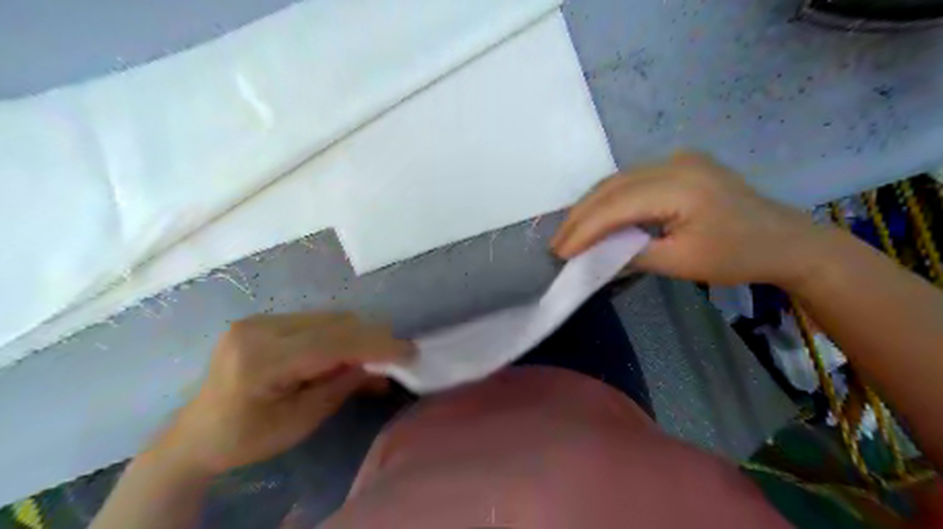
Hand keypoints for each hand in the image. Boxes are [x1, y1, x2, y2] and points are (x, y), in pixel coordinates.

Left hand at [155, 314, 410, 473]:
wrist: (196, 434)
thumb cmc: (246, 438)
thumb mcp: (300, 421)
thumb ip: (341, 386)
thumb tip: (380, 365)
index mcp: (259, 360)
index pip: (331, 343)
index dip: (375, 344)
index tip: (410, 352)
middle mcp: (258, 329)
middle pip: (334, 323)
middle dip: (371, 338)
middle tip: (397, 357)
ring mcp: (259, 320)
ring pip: (329, 318)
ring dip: (357, 335)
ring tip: (374, 358)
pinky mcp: (264, 320)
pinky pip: (316, 321)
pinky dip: (339, 334)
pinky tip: (346, 353)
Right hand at [551, 151, 826, 286]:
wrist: (785, 240)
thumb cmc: (738, 256)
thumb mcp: (681, 263)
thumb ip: (633, 254)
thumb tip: (593, 256)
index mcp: (681, 187)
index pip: (616, 206)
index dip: (583, 230)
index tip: (560, 252)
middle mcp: (675, 163)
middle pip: (611, 187)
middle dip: (579, 216)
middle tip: (556, 243)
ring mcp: (678, 159)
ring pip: (618, 180)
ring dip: (590, 206)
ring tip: (570, 232)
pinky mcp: (680, 164)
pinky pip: (632, 179)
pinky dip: (609, 199)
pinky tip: (597, 215)